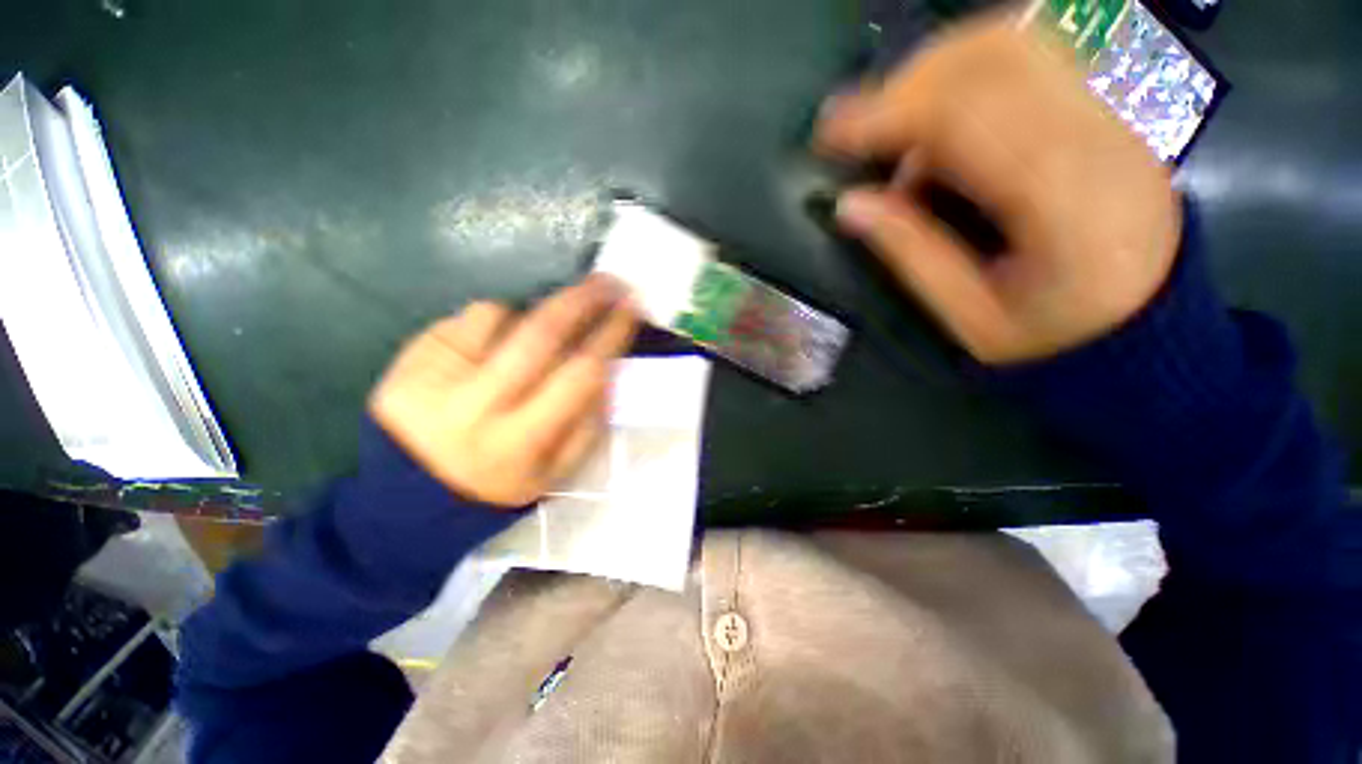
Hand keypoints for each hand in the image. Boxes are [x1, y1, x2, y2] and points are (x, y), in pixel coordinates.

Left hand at [368, 275, 636, 506]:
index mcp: (519, 441)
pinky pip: (462, 319)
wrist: (410, 497)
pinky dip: (490, 321)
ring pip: (497, 315)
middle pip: (539, 334)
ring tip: (534, 334)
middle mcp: (475, 407)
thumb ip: (588, 421)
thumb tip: (610, 367)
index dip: (610, 335)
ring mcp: (433, 379)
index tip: (630, 307)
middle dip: (582, 299)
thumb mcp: (555, 471)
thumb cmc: (498, 485)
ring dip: (528, 314)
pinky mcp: (406, 362)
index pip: (579, 373)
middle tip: (608, 280)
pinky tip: (491, 346)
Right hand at [815, 15, 1180, 364]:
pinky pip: (1027, 60)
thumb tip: (848, 204)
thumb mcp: (969, 316)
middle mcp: (1097, 138)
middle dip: (907, 83)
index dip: (887, 112)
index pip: (968, 115)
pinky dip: (965, 79)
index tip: (829, 133)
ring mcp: (1109, 115)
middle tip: (860, 129)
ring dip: (935, 74)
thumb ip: (909, 254)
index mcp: (1064, 202)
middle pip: (993, 57)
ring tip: (897, 128)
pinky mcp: (1104, 111)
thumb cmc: (1053, 336)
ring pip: (1010, 46)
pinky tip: (941, 130)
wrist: (1147, 324)